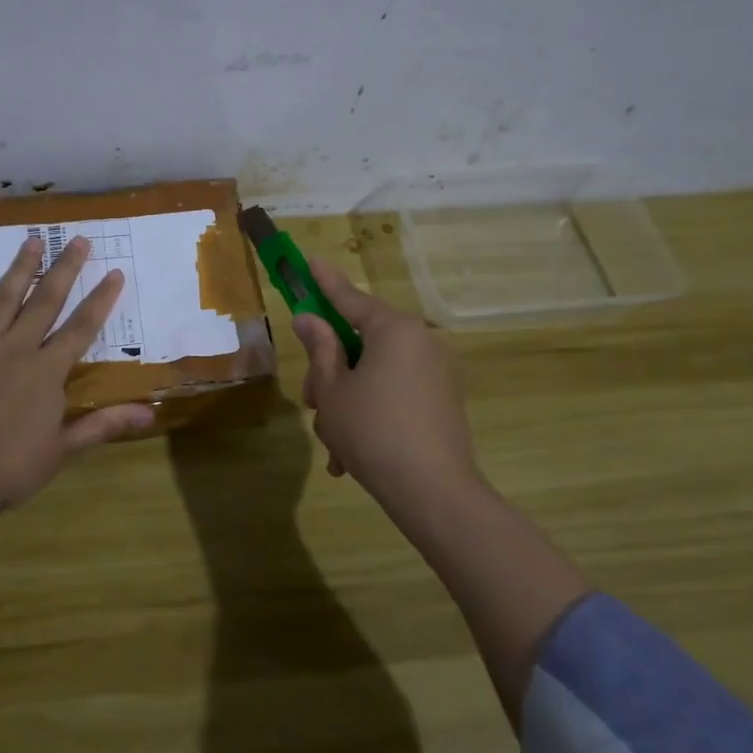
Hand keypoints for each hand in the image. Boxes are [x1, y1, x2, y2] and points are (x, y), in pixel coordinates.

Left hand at [0, 234, 154, 519]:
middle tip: (78, 239)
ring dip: (20, 268)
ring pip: (3, 299)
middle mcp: (16, 348)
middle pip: (45, 302)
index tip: (115, 272)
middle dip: (65, 269)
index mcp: (46, 372)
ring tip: (32, 240)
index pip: (81, 328)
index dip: (100, 300)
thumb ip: (103, 425)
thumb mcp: (62, 450)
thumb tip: (150, 413)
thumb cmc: (8, 468)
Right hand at [293, 259, 479, 497]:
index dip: (325, 282)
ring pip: (375, 373)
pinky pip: (394, 394)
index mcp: (394, 330)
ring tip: (332, 444)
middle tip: (311, 402)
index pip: (351, 298)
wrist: (434, 492)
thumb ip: (320, 349)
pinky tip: (350, 456)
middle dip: (331, 371)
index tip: (310, 260)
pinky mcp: (442, 401)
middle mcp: (420, 342)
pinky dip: (371, 414)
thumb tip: (310, 319)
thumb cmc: (372, 431)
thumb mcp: (333, 389)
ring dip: (347, 401)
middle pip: (361, 342)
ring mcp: (435, 373)